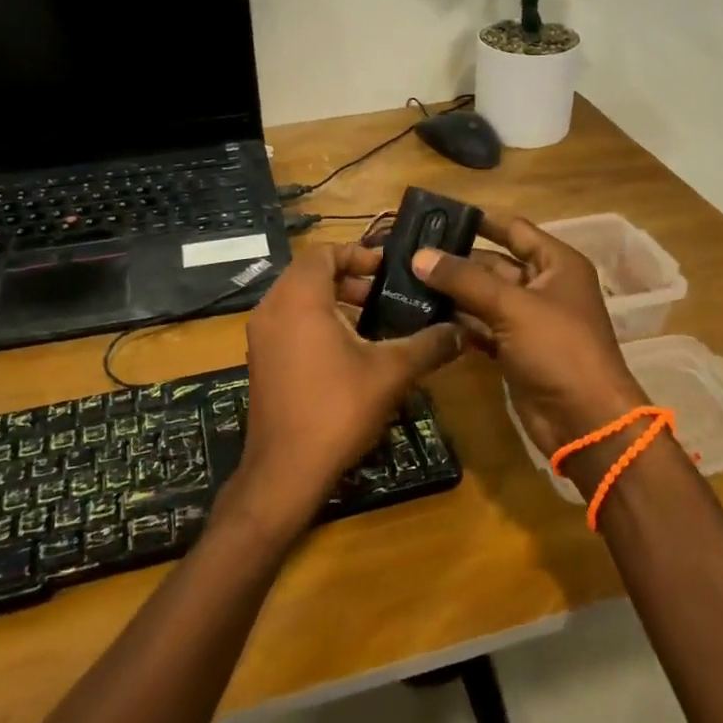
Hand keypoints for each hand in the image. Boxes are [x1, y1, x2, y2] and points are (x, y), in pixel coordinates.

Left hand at [228, 243, 461, 537]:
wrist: (285, 471)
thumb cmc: (337, 409)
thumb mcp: (391, 373)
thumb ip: (428, 345)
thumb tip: (461, 331)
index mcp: (299, 298)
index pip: (323, 252)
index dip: (358, 254)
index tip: (388, 270)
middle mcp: (272, 308)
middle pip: (310, 273)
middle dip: (349, 279)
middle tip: (384, 295)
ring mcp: (261, 336)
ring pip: (298, 299)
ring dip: (334, 302)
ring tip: (373, 323)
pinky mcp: (260, 360)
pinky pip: (289, 323)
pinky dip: (316, 323)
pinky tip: (349, 352)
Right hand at [408, 213, 645, 462]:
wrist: (585, 421)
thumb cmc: (558, 349)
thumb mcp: (511, 306)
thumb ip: (463, 280)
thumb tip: (419, 256)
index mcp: (556, 264)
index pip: (514, 230)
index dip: (479, 221)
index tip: (437, 216)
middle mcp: (543, 287)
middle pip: (493, 264)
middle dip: (455, 260)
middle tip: (408, 253)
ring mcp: (528, 321)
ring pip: (483, 297)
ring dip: (451, 292)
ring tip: (405, 281)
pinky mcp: (514, 350)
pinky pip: (481, 327)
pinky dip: (457, 322)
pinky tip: (423, 316)